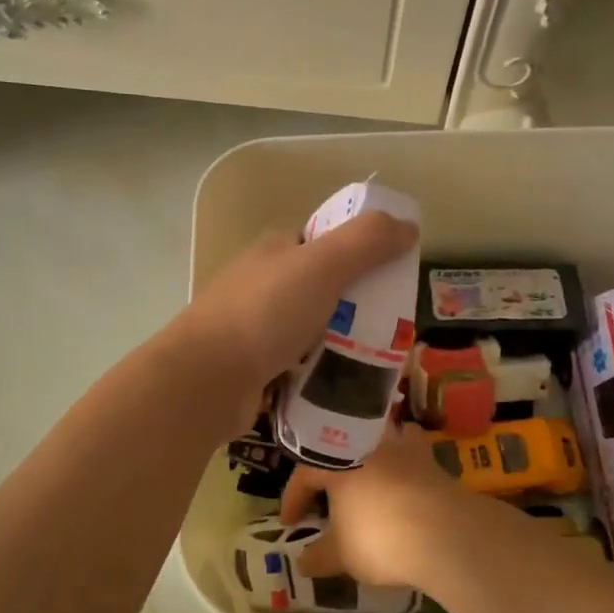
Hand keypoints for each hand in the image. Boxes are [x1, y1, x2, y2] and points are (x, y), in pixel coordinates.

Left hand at [172, 211, 418, 421]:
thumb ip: (367, 241)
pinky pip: (302, 363)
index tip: (395, 278)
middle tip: (395, 330)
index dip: (364, 253)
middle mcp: (266, 283)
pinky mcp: (256, 366)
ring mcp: (258, 325)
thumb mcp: (322, 265)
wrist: (204, 381)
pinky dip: (324, 371)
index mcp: (277, 249)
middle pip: (327, 287)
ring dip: (345, 342)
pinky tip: (347, 386)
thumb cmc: (265, 314)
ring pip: (316, 328)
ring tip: (380, 362)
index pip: (329, 240)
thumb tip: (409, 225)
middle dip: (361, 306)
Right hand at [278, 424, 481, 589]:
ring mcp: (399, 444)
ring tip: (363, 478)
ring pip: (374, 440)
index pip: (304, 474)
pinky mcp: (427, 454)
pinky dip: (401, 457)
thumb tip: (301, 563)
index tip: (290, 523)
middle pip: (338, 451)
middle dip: (328, 473)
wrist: (444, 532)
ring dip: (365, 456)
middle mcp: (364, 442)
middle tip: (325, 499)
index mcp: (335, 460)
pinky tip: (401, 474)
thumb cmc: (381, 538)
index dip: (293, 499)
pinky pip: (407, 447)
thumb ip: (319, 557)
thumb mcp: (342, 555)